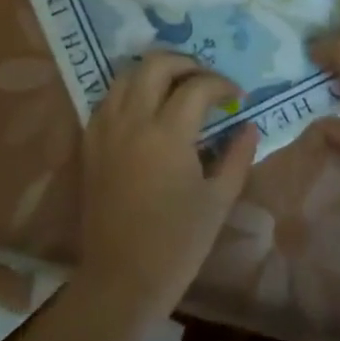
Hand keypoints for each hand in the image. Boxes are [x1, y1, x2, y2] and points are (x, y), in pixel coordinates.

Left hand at [76, 52, 259, 321]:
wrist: (122, 277)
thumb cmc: (177, 243)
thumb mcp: (218, 200)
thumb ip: (237, 156)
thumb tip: (249, 126)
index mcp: (167, 134)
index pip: (197, 87)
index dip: (221, 85)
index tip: (237, 97)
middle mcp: (132, 121)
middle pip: (155, 65)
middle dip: (185, 62)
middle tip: (205, 79)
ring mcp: (106, 130)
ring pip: (125, 75)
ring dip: (153, 71)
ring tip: (175, 86)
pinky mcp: (90, 144)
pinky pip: (107, 100)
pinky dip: (128, 91)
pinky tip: (145, 108)